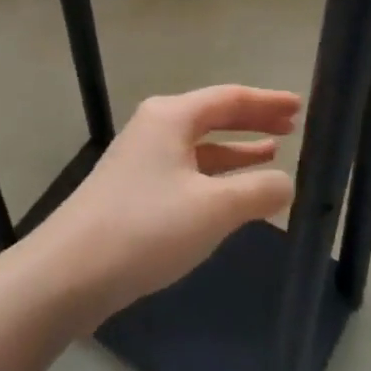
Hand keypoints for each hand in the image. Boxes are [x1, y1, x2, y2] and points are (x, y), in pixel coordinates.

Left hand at [38, 85, 298, 325]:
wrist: (69, 273)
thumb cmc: (146, 228)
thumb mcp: (212, 209)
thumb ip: (257, 191)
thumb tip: (285, 182)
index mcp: (171, 117)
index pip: (230, 98)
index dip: (267, 102)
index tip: (300, 106)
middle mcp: (155, 128)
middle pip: (213, 116)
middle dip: (252, 122)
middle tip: (292, 127)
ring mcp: (141, 159)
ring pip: (199, 146)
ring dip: (235, 150)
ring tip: (271, 153)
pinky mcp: (134, 191)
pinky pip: (186, 171)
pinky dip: (214, 175)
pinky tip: (232, 193)